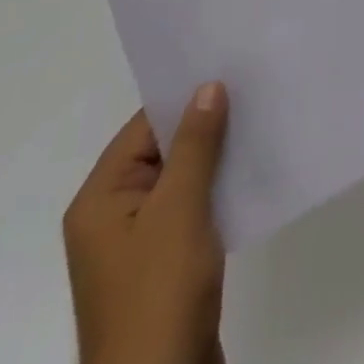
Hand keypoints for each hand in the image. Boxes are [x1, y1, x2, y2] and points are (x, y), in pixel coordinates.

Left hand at [65, 86, 229, 363]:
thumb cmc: (158, 296)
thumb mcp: (179, 211)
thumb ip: (195, 146)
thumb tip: (208, 86)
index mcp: (101, 199)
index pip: (145, 127)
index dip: (186, 97)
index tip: (231, 66)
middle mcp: (114, 216)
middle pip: (164, 151)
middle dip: (207, 123)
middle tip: (255, 87)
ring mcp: (141, 244)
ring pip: (184, 180)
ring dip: (218, 157)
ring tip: (263, 121)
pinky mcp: (168, 266)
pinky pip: (194, 210)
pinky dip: (220, 190)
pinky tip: (255, 172)